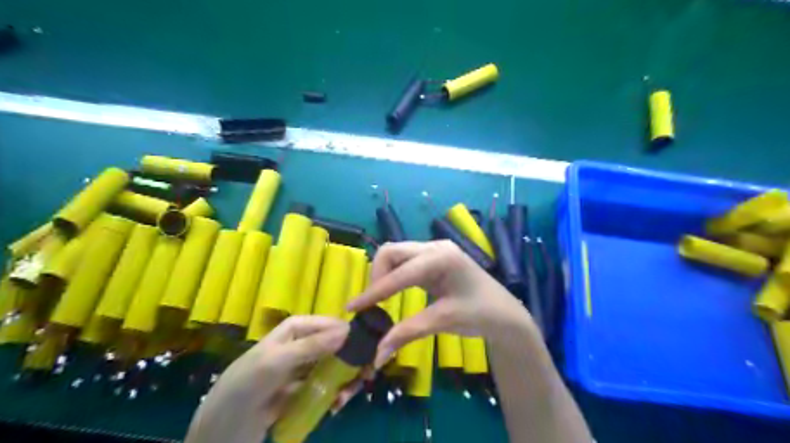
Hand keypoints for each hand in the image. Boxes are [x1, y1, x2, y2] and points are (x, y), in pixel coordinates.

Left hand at [185, 314, 347, 442]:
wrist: (222, 431)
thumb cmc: (246, 386)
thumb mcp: (276, 362)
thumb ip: (311, 347)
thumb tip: (345, 332)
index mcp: (291, 331)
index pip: (323, 323)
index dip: (342, 330)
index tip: (363, 342)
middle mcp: (298, 347)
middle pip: (332, 346)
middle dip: (348, 359)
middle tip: (364, 373)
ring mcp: (300, 371)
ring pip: (331, 368)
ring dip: (343, 379)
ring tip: (347, 395)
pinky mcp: (301, 393)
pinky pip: (323, 388)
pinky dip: (333, 394)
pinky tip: (336, 405)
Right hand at [344, 240, 529, 367]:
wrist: (505, 314)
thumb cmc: (480, 314)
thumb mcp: (443, 321)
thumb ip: (407, 334)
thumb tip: (377, 356)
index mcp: (441, 258)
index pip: (398, 274)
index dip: (373, 291)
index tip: (351, 307)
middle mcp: (435, 247)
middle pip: (392, 251)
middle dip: (377, 275)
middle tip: (373, 304)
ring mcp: (435, 250)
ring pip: (397, 254)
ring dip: (384, 274)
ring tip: (380, 299)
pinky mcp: (434, 258)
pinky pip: (406, 261)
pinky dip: (394, 275)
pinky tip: (393, 291)